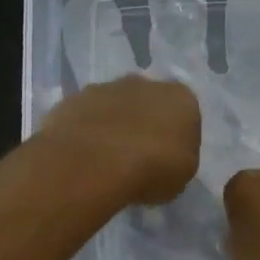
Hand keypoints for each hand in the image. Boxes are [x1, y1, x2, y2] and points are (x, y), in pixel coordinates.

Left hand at [41, 75, 200, 205]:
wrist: (94, 160)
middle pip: (148, 104)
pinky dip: (86, 132)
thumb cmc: (152, 168)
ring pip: (114, 107)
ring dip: (113, 126)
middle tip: (136, 159)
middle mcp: (146, 83)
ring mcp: (106, 87)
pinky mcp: (74, 99)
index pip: (185, 116)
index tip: (167, 162)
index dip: (176, 139)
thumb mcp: (182, 175)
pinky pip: (86, 117)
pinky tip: (83, 157)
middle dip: (144, 125)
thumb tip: (165, 157)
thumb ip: (178, 159)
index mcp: (181, 98)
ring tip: (105, 161)